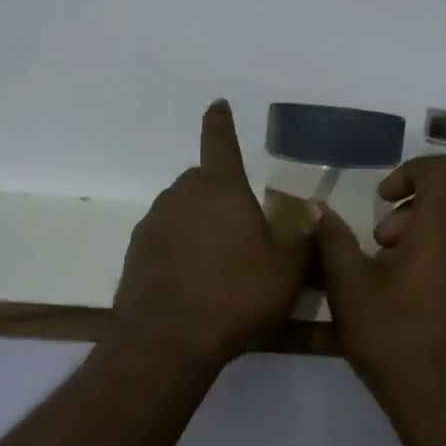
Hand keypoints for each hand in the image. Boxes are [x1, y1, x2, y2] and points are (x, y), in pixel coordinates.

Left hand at [109, 101, 311, 370]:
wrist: (168, 341)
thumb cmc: (236, 296)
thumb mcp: (288, 270)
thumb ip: (303, 236)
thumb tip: (309, 209)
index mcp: (220, 189)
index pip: (221, 143)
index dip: (221, 123)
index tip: (217, 104)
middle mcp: (181, 196)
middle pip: (203, 182)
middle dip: (221, 194)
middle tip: (243, 229)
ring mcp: (153, 224)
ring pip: (182, 211)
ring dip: (200, 224)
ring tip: (220, 263)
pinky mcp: (135, 253)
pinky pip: (165, 239)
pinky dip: (180, 249)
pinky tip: (193, 281)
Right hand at [315, 155, 445, 435]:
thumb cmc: (394, 342)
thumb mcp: (350, 290)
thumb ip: (333, 241)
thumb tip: (316, 208)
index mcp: (445, 229)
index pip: (441, 170)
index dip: (408, 173)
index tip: (380, 201)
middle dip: (415, 206)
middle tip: (382, 242)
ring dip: (431, 231)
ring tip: (397, 272)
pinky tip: (422, 296)